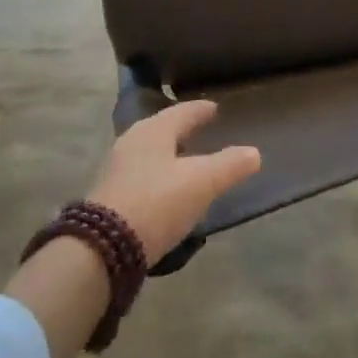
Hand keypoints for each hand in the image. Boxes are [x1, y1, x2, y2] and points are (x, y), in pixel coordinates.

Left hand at [88, 99, 261, 264]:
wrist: (103, 249)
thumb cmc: (158, 202)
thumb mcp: (202, 182)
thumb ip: (230, 165)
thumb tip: (254, 153)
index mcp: (154, 130)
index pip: (183, 111)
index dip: (201, 110)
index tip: (215, 108)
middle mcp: (133, 142)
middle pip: (163, 129)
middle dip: (182, 130)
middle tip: (202, 131)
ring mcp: (118, 170)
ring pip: (150, 152)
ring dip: (169, 153)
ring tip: (188, 161)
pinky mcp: (110, 197)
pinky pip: (142, 175)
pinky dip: (159, 175)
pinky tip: (168, 190)